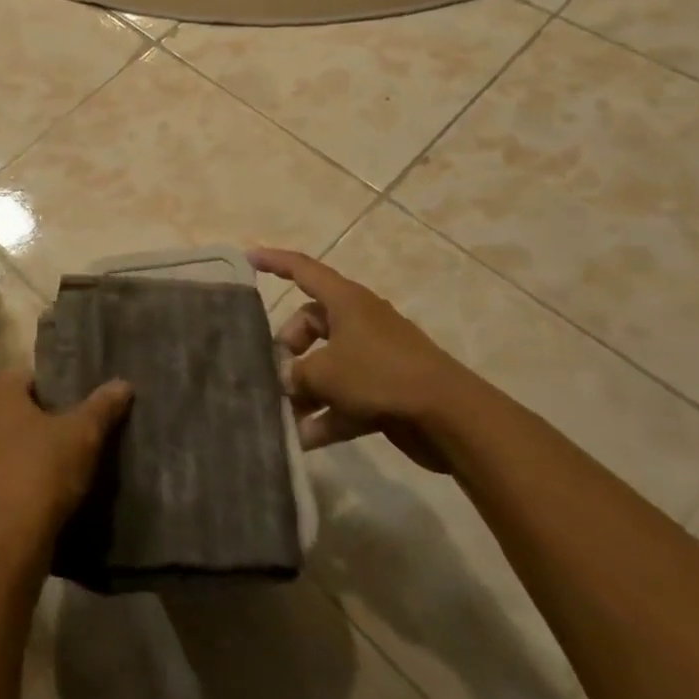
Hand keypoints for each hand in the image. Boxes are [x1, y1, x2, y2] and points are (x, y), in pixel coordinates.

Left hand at [0, 369, 132, 547]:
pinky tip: (33, 500)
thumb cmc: (41, 471)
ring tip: (56, 473)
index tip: (77, 415)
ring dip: (23, 453)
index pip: (30, 378)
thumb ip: (102, 406)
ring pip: (1, 444)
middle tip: (71, 442)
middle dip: (39, 423)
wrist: (4, 543)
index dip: (57, 394)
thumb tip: (123, 384)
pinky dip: (9, 482)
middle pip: (15, 411)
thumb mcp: (83, 435)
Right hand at [251, 247, 468, 471]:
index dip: (274, 261)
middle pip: (310, 324)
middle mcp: (358, 322)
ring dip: (304, 390)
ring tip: (281, 414)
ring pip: (326, 365)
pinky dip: (325, 416)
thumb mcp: (325, 372)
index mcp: (345, 301)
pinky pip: (344, 398)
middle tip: (272, 373)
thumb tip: (284, 379)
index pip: (302, 270)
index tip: (247, 258)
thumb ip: (295, 373)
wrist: (450, 417)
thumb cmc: (380, 375)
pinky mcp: (384, 392)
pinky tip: (303, 441)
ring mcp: (373, 358)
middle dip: (287, 348)